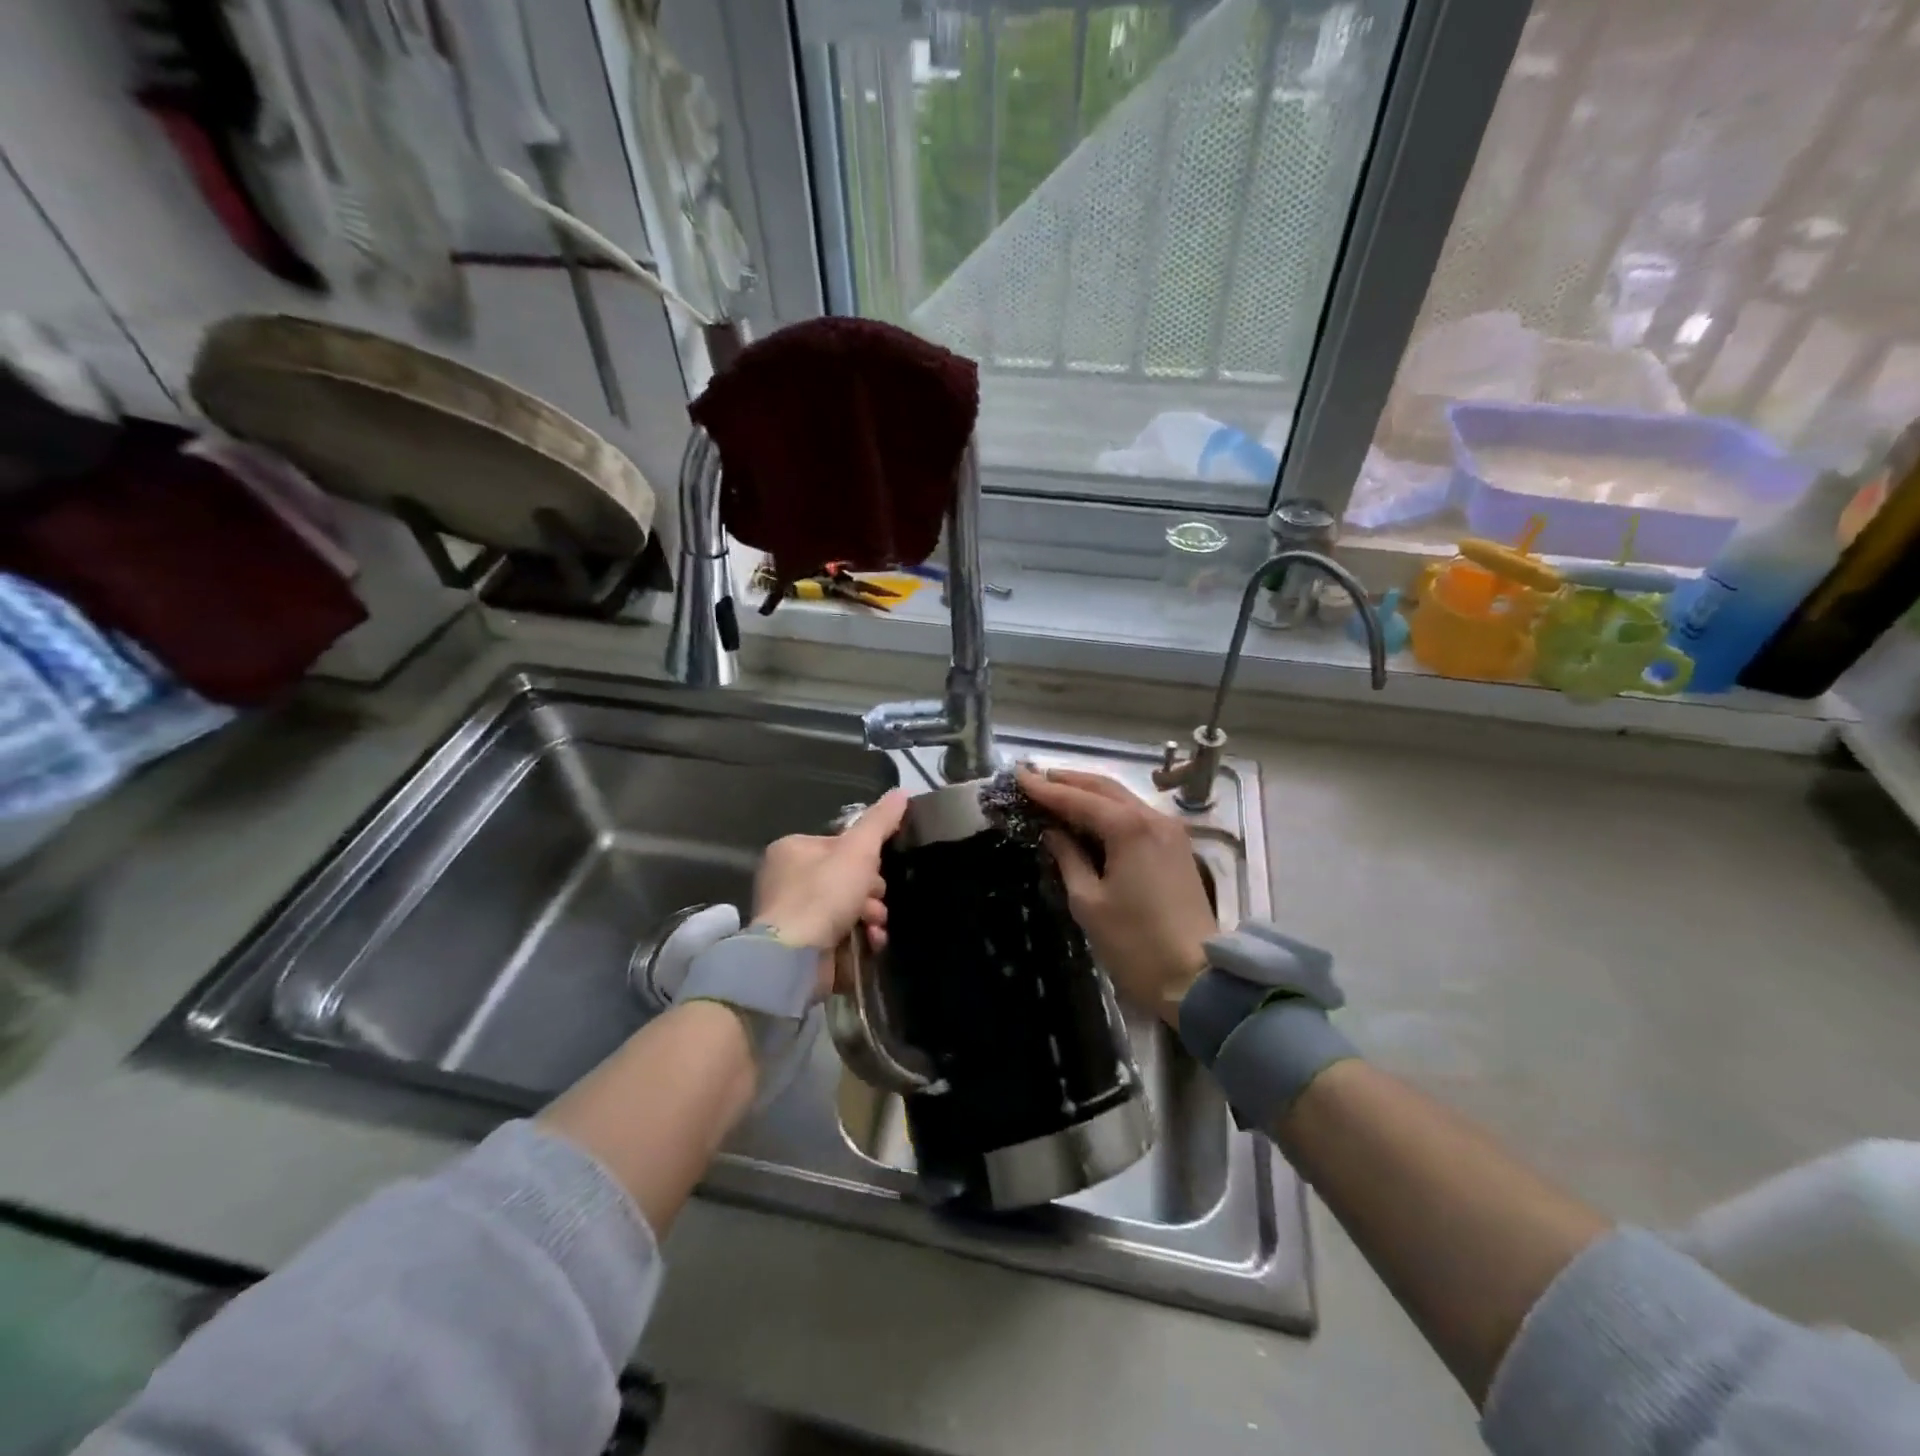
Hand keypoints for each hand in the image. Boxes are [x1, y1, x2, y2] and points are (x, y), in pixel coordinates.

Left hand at [753, 789, 910, 993]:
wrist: (794, 957)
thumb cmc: (824, 894)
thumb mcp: (859, 850)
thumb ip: (880, 821)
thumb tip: (901, 792)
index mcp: (792, 849)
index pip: (840, 846)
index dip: (866, 858)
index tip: (880, 872)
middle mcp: (786, 879)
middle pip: (844, 878)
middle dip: (869, 892)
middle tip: (877, 904)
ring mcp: (790, 915)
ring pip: (845, 907)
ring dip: (869, 916)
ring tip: (876, 927)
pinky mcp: (799, 946)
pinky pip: (837, 933)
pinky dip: (857, 937)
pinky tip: (870, 943)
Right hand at [1018, 767, 1216, 1021]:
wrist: (1195, 978)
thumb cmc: (1134, 942)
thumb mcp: (1088, 901)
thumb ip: (1068, 858)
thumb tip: (1052, 832)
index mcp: (1128, 828)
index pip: (1077, 799)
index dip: (1045, 788)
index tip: (1018, 775)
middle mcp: (1152, 818)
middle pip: (1104, 788)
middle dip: (1068, 781)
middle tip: (1035, 778)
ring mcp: (1169, 831)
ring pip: (1123, 798)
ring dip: (1089, 793)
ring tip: (1056, 792)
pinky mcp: (1177, 847)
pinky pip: (1137, 815)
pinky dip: (1109, 810)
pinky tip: (1089, 817)